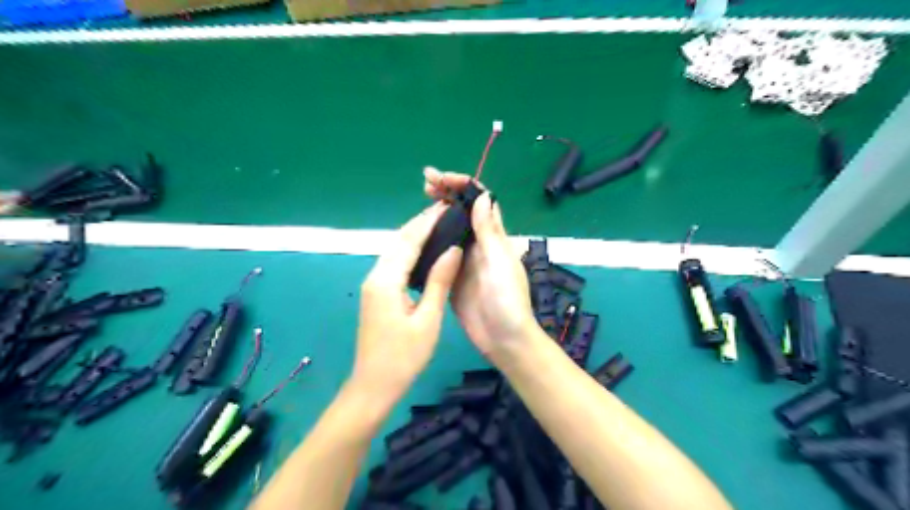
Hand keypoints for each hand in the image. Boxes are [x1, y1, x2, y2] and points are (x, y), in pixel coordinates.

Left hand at [350, 202, 463, 403]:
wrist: (373, 385)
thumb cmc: (404, 357)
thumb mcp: (428, 319)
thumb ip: (439, 281)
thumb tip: (453, 249)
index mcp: (386, 280)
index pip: (409, 241)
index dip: (428, 221)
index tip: (447, 205)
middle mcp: (375, 276)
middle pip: (398, 240)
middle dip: (420, 223)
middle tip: (445, 210)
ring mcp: (373, 284)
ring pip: (394, 250)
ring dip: (414, 235)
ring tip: (439, 223)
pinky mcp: (376, 293)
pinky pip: (394, 263)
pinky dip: (409, 251)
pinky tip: (425, 250)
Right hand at [424, 167, 542, 361]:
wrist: (502, 339)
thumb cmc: (507, 300)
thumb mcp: (499, 262)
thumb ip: (489, 231)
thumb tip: (481, 196)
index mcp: (494, 236)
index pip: (480, 200)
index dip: (463, 184)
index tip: (441, 178)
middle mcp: (479, 244)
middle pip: (463, 210)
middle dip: (446, 192)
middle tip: (425, 183)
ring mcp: (464, 260)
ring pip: (450, 228)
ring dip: (437, 211)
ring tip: (419, 200)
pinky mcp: (451, 275)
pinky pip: (440, 251)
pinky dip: (430, 238)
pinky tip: (416, 235)